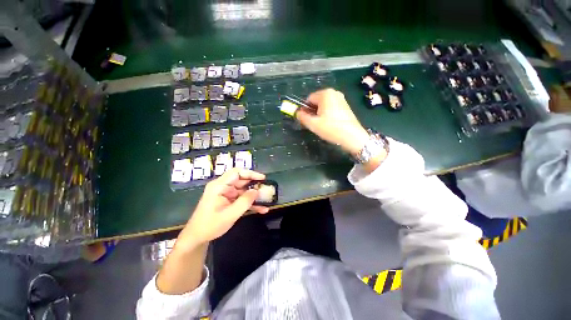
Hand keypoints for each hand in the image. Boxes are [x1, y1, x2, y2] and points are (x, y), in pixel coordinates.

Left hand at [183, 169, 268, 247]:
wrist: (197, 237)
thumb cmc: (210, 226)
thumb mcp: (229, 215)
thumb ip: (244, 202)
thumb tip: (257, 191)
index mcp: (219, 186)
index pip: (236, 173)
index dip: (250, 173)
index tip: (262, 178)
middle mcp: (222, 187)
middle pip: (241, 180)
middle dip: (255, 185)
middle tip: (267, 189)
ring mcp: (225, 194)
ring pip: (243, 190)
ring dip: (254, 196)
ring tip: (267, 200)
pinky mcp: (228, 200)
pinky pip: (241, 198)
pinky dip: (250, 203)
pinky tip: (261, 209)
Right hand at [296, 88, 369, 154]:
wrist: (352, 137)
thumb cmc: (331, 128)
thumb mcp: (313, 124)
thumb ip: (302, 117)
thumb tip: (297, 113)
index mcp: (325, 94)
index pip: (308, 99)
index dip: (305, 110)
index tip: (306, 120)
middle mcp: (334, 93)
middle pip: (316, 101)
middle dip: (312, 111)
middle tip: (314, 123)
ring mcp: (341, 99)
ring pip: (324, 105)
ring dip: (319, 114)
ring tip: (322, 125)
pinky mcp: (345, 106)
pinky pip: (331, 107)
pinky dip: (327, 114)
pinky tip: (329, 124)